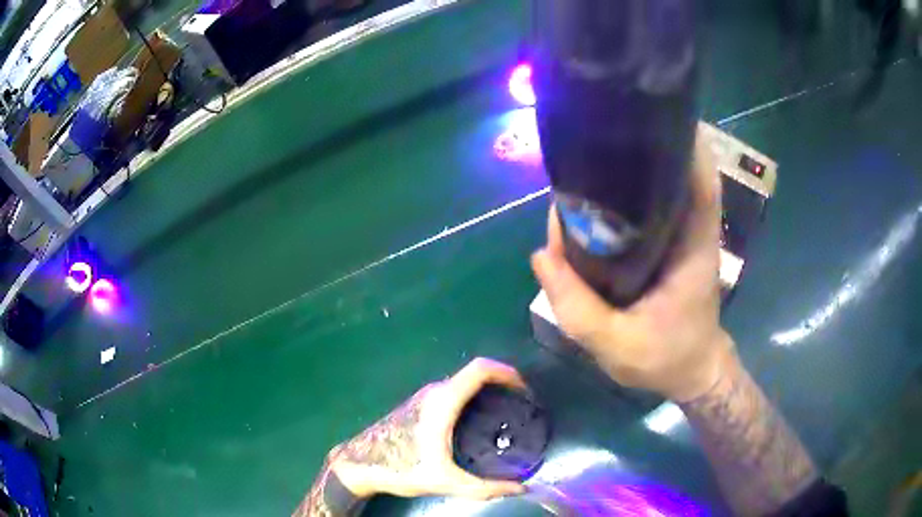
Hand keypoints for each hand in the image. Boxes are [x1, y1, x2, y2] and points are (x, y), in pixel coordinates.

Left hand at [329, 358, 528, 499]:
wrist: (359, 464)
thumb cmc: (401, 468)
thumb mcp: (446, 481)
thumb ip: (486, 488)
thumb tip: (522, 490)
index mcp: (443, 401)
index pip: (480, 369)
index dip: (507, 372)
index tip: (525, 389)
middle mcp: (434, 392)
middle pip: (475, 375)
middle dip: (502, 384)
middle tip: (521, 408)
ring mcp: (423, 397)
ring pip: (462, 385)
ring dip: (486, 392)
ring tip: (504, 416)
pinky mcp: (418, 406)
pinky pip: (452, 393)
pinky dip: (471, 399)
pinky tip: (476, 424)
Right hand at [530, 133, 736, 401]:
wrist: (691, 371)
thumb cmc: (666, 359)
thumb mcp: (616, 346)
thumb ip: (577, 308)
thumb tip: (540, 255)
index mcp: (693, 248)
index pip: (700, 182)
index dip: (683, 143)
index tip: (651, 116)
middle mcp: (690, 232)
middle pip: (675, 173)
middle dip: (642, 148)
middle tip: (598, 134)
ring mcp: (679, 237)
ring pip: (658, 189)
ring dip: (629, 171)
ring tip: (589, 158)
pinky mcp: (668, 244)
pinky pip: (646, 209)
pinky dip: (625, 197)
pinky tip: (593, 198)